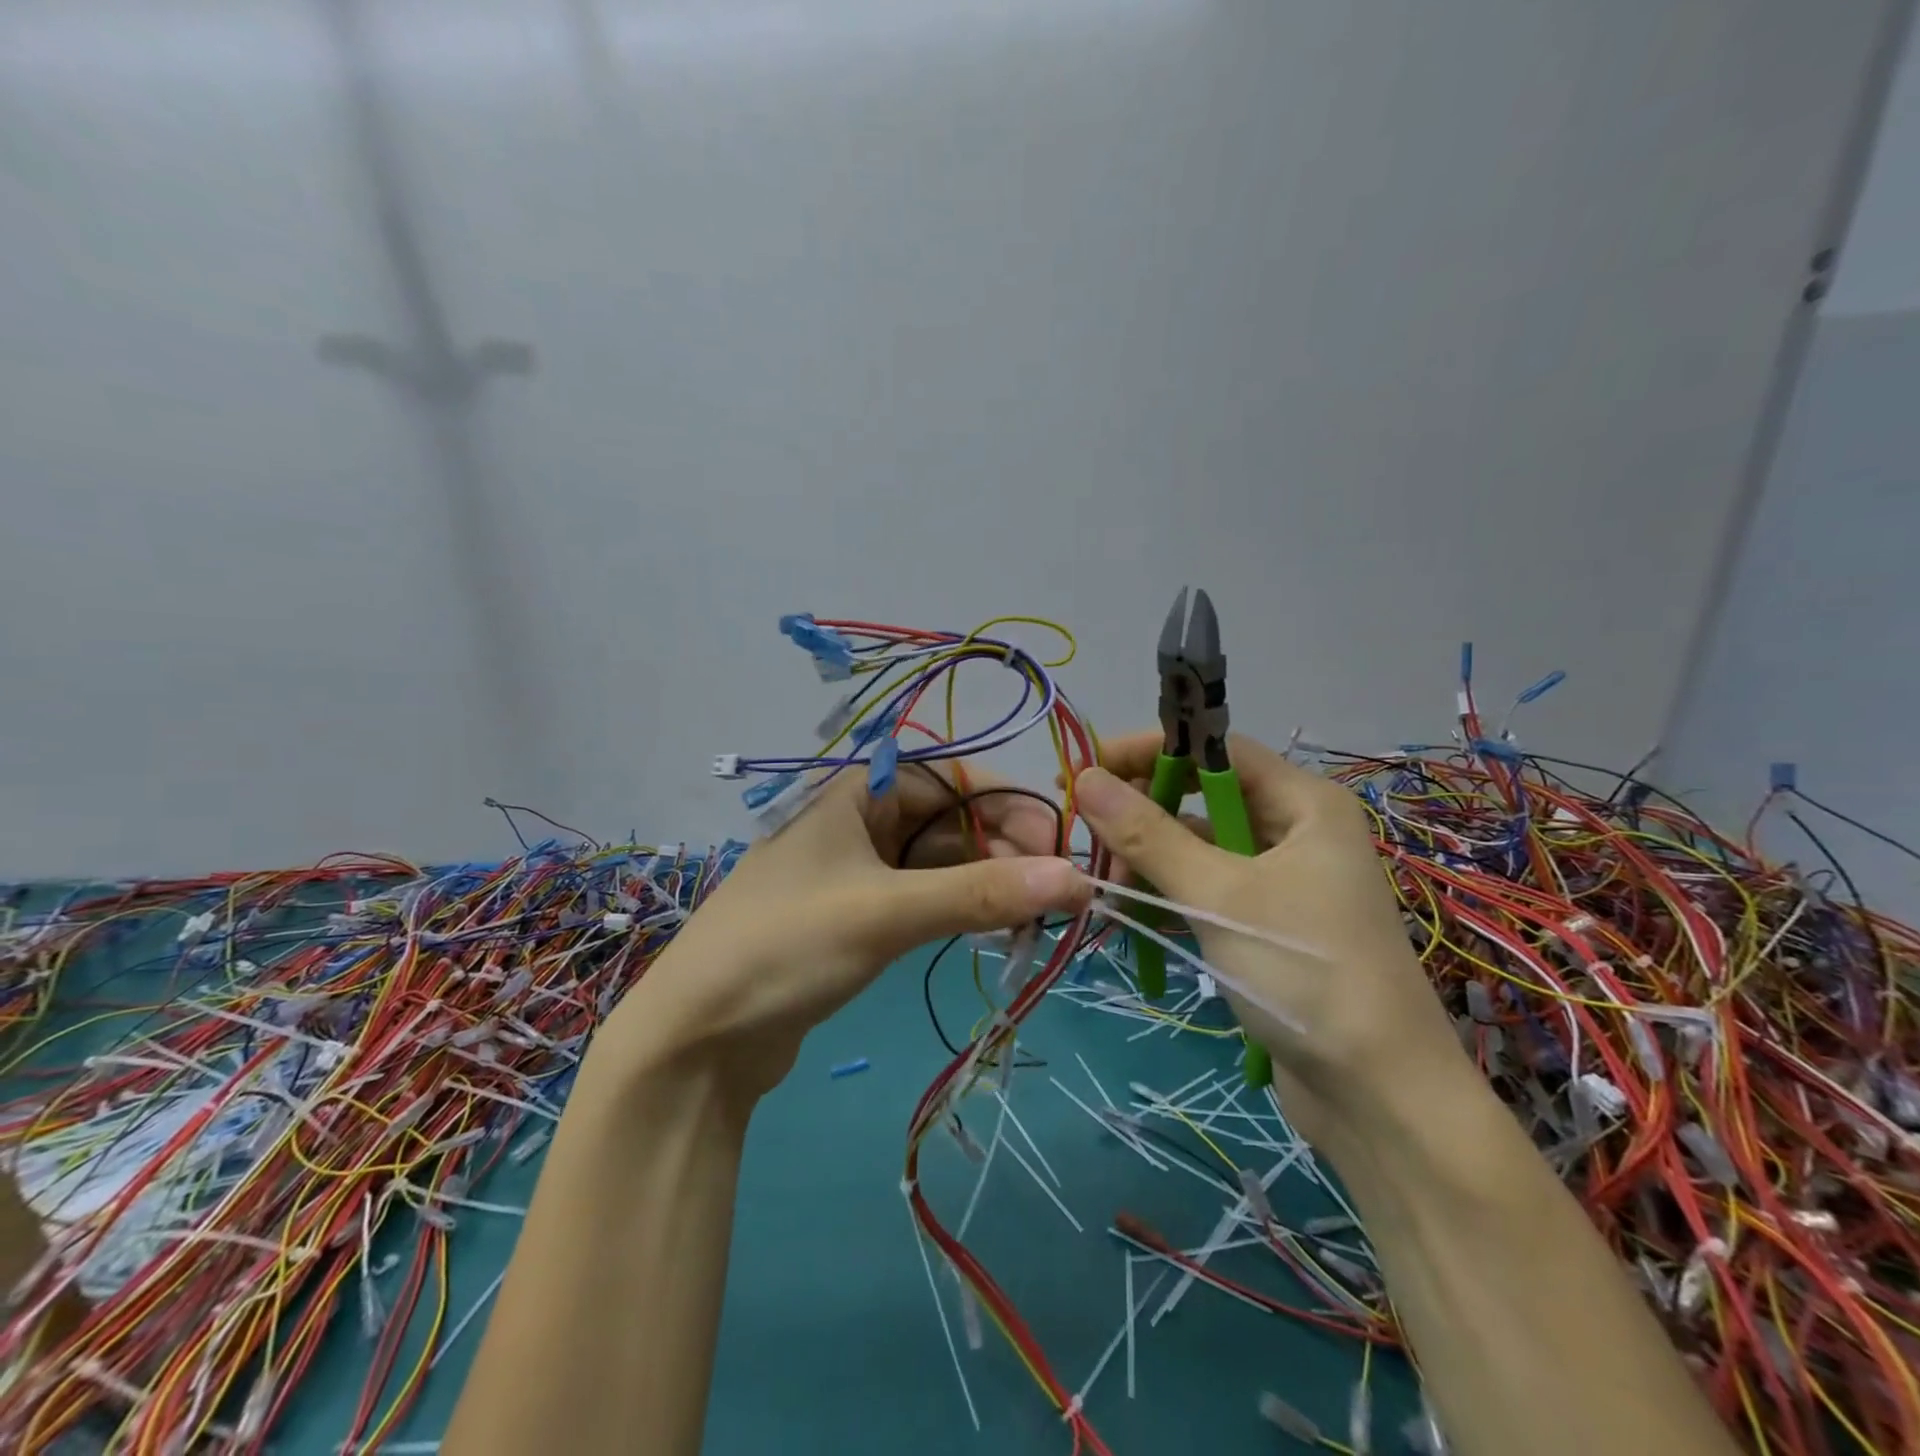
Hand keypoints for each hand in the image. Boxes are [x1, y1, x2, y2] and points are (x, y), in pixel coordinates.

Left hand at [593, 765, 1088, 1104]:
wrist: (697, 1038)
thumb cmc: (786, 946)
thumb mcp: (887, 911)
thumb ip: (981, 893)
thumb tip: (1076, 878)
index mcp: (857, 795)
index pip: (951, 778)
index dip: (1008, 802)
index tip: (1057, 841)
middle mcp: (858, 823)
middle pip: (948, 821)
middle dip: (1001, 847)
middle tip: (1052, 889)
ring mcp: (856, 873)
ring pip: (937, 863)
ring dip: (984, 881)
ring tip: (1032, 914)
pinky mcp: (856, 919)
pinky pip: (921, 898)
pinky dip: (957, 908)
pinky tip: (991, 928)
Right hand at [1073, 733, 1464, 1144]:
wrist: (1379, 1098)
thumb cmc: (1305, 973)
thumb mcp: (1219, 895)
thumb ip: (1148, 835)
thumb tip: (1086, 778)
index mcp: (1304, 804)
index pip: (1214, 749)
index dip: (1150, 750)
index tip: (1090, 768)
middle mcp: (1295, 831)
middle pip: (1201, 798)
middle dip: (1143, 813)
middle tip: (1087, 834)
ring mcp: (1282, 881)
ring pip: (1198, 848)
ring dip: (1149, 861)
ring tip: (1104, 887)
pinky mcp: (1266, 926)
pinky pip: (1205, 890)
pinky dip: (1167, 896)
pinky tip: (1129, 914)